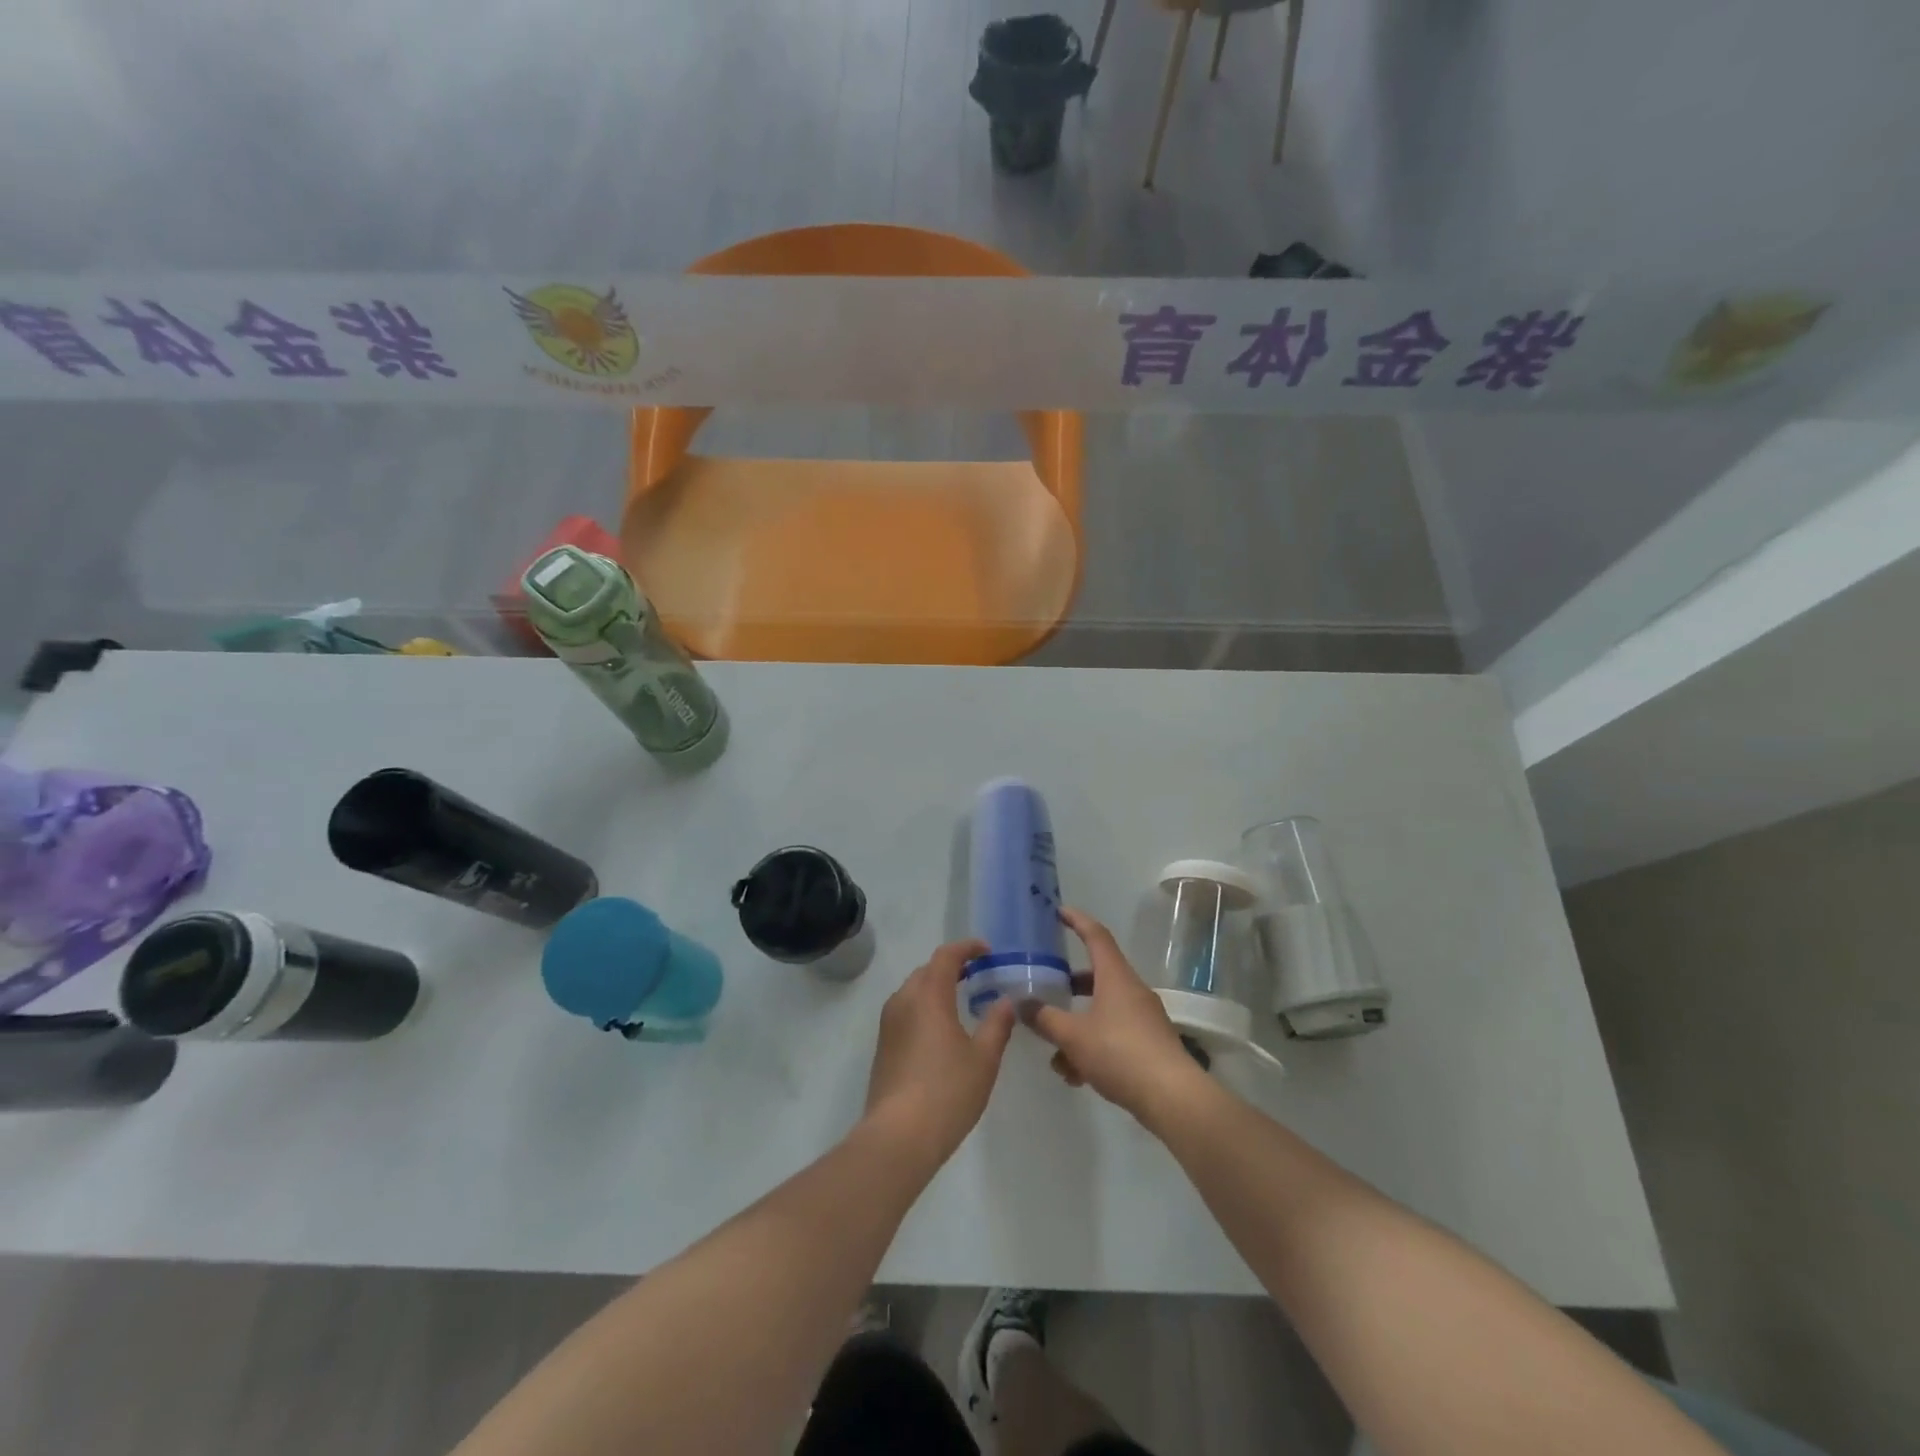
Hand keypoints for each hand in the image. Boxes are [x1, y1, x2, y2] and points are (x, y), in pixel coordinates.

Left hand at [863, 939, 1016, 1166]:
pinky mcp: (883, 1046)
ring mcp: (888, 1024)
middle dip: (951, 966)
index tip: (986, 951)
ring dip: (935, 987)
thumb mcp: (983, 1059)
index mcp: (928, 995)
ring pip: (913, 991)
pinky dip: (924, 1007)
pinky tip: (940, 1029)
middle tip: (977, 974)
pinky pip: (905, 1011)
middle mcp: (903, 1001)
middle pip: (927, 970)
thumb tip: (1005, 1002)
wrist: (898, 1137)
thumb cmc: (947, 1091)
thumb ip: (997, 1025)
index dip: (966, 948)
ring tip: (960, 1000)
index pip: (946, 956)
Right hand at [1026, 908, 1208, 1127]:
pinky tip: (1077, 1076)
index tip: (1059, 911)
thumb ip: (1044, 1018)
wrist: (1172, 1097)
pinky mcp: (1149, 1044)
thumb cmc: (1120, 1053)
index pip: (1095, 935)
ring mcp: (1144, 1018)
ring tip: (1056, 1055)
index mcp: (1115, 977)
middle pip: (1097, 976)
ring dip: (1077, 1027)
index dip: (1077, 920)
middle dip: (1070, 984)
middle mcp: (1132, 990)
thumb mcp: (1073, 1036)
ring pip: (1102, 1011)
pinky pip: (1114, 1035)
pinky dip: (1093, 1047)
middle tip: (1048, 987)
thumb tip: (1023, 1004)